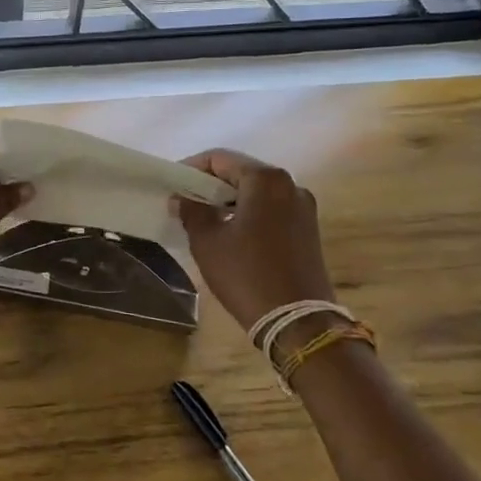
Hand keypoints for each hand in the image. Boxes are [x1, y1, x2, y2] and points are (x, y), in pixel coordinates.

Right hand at [175, 149, 333, 332]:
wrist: (297, 321)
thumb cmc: (246, 274)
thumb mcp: (208, 241)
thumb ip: (192, 211)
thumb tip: (183, 197)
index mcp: (265, 180)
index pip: (220, 158)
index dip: (191, 168)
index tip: (172, 185)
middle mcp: (290, 184)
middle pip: (241, 172)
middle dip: (211, 184)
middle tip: (185, 201)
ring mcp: (303, 207)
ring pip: (257, 191)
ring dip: (229, 199)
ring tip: (204, 217)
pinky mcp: (307, 229)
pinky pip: (271, 209)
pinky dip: (248, 212)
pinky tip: (231, 232)